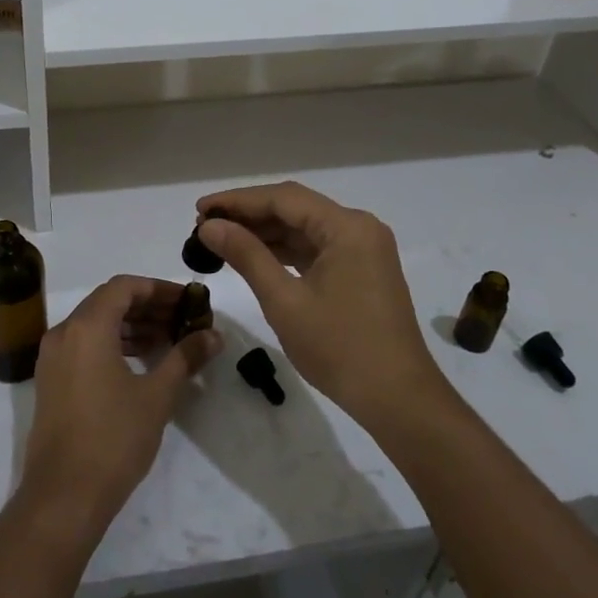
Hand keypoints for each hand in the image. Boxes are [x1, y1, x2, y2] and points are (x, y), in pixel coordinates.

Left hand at [19, 276, 223, 541]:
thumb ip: (185, 357)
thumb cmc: (113, 439)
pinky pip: (84, 345)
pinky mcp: (52, 380)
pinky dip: (113, 343)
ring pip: (96, 324)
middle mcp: (64, 333)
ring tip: (168, 339)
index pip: (125, 287)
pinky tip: (141, 361)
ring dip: (132, 325)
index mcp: (87, 327)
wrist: (64, 496)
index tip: (188, 301)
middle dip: (148, 306)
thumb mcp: (157, 396)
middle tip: (183, 319)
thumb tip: (213, 335)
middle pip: (109, 302)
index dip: (159, 289)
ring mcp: (53, 357)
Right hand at [196, 182, 448, 432]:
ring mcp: (363, 249)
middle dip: (249, 215)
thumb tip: (210, 226)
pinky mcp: (362, 270)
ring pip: (305, 228)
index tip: (199, 209)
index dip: (238, 200)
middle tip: (205, 225)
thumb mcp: (284, 301)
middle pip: (295, 208)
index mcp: (347, 227)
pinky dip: (285, 251)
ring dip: (265, 232)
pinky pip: (316, 248)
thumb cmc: (340, 348)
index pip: (283, 198)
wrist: (398, 399)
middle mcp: (359, 228)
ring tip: (221, 240)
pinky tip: (254, 257)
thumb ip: (247, 255)